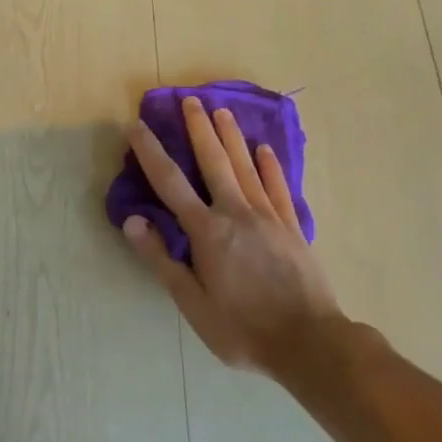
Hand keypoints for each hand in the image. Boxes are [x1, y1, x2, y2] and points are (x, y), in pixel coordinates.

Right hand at [121, 95, 342, 373]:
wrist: (310, 342)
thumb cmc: (243, 328)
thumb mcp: (193, 303)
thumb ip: (162, 259)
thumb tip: (132, 220)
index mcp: (207, 231)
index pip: (170, 182)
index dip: (150, 151)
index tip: (136, 125)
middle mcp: (236, 212)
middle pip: (214, 161)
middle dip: (199, 128)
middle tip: (190, 99)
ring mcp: (268, 216)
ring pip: (246, 166)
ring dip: (231, 136)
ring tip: (222, 110)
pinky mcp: (292, 227)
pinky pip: (278, 187)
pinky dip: (270, 166)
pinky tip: (265, 150)